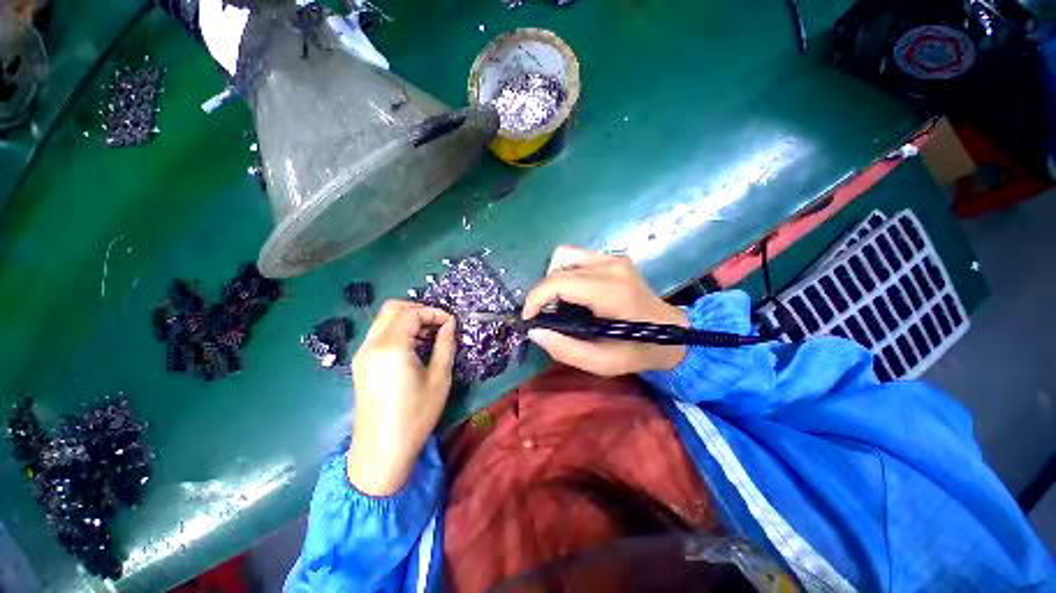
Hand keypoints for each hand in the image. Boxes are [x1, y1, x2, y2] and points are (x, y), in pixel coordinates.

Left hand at [347, 301, 455, 495]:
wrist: (381, 452)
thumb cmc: (415, 415)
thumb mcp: (439, 378)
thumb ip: (445, 345)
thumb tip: (449, 324)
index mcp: (391, 347)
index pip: (412, 314)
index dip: (434, 312)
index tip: (451, 322)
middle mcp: (371, 345)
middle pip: (392, 309)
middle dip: (418, 309)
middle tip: (438, 323)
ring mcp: (362, 354)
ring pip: (384, 320)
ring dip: (407, 319)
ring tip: (429, 334)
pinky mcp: (361, 364)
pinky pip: (379, 335)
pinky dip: (398, 331)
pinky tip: (413, 346)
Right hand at [523, 246, 687, 375]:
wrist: (672, 332)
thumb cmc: (639, 351)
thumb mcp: (603, 363)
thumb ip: (566, 349)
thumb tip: (535, 331)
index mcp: (612, 292)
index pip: (559, 281)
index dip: (536, 298)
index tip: (529, 317)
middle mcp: (612, 267)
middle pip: (558, 266)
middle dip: (543, 292)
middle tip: (547, 316)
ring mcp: (614, 258)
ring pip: (564, 255)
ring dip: (554, 280)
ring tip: (559, 304)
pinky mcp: (614, 258)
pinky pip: (576, 257)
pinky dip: (566, 274)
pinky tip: (573, 294)